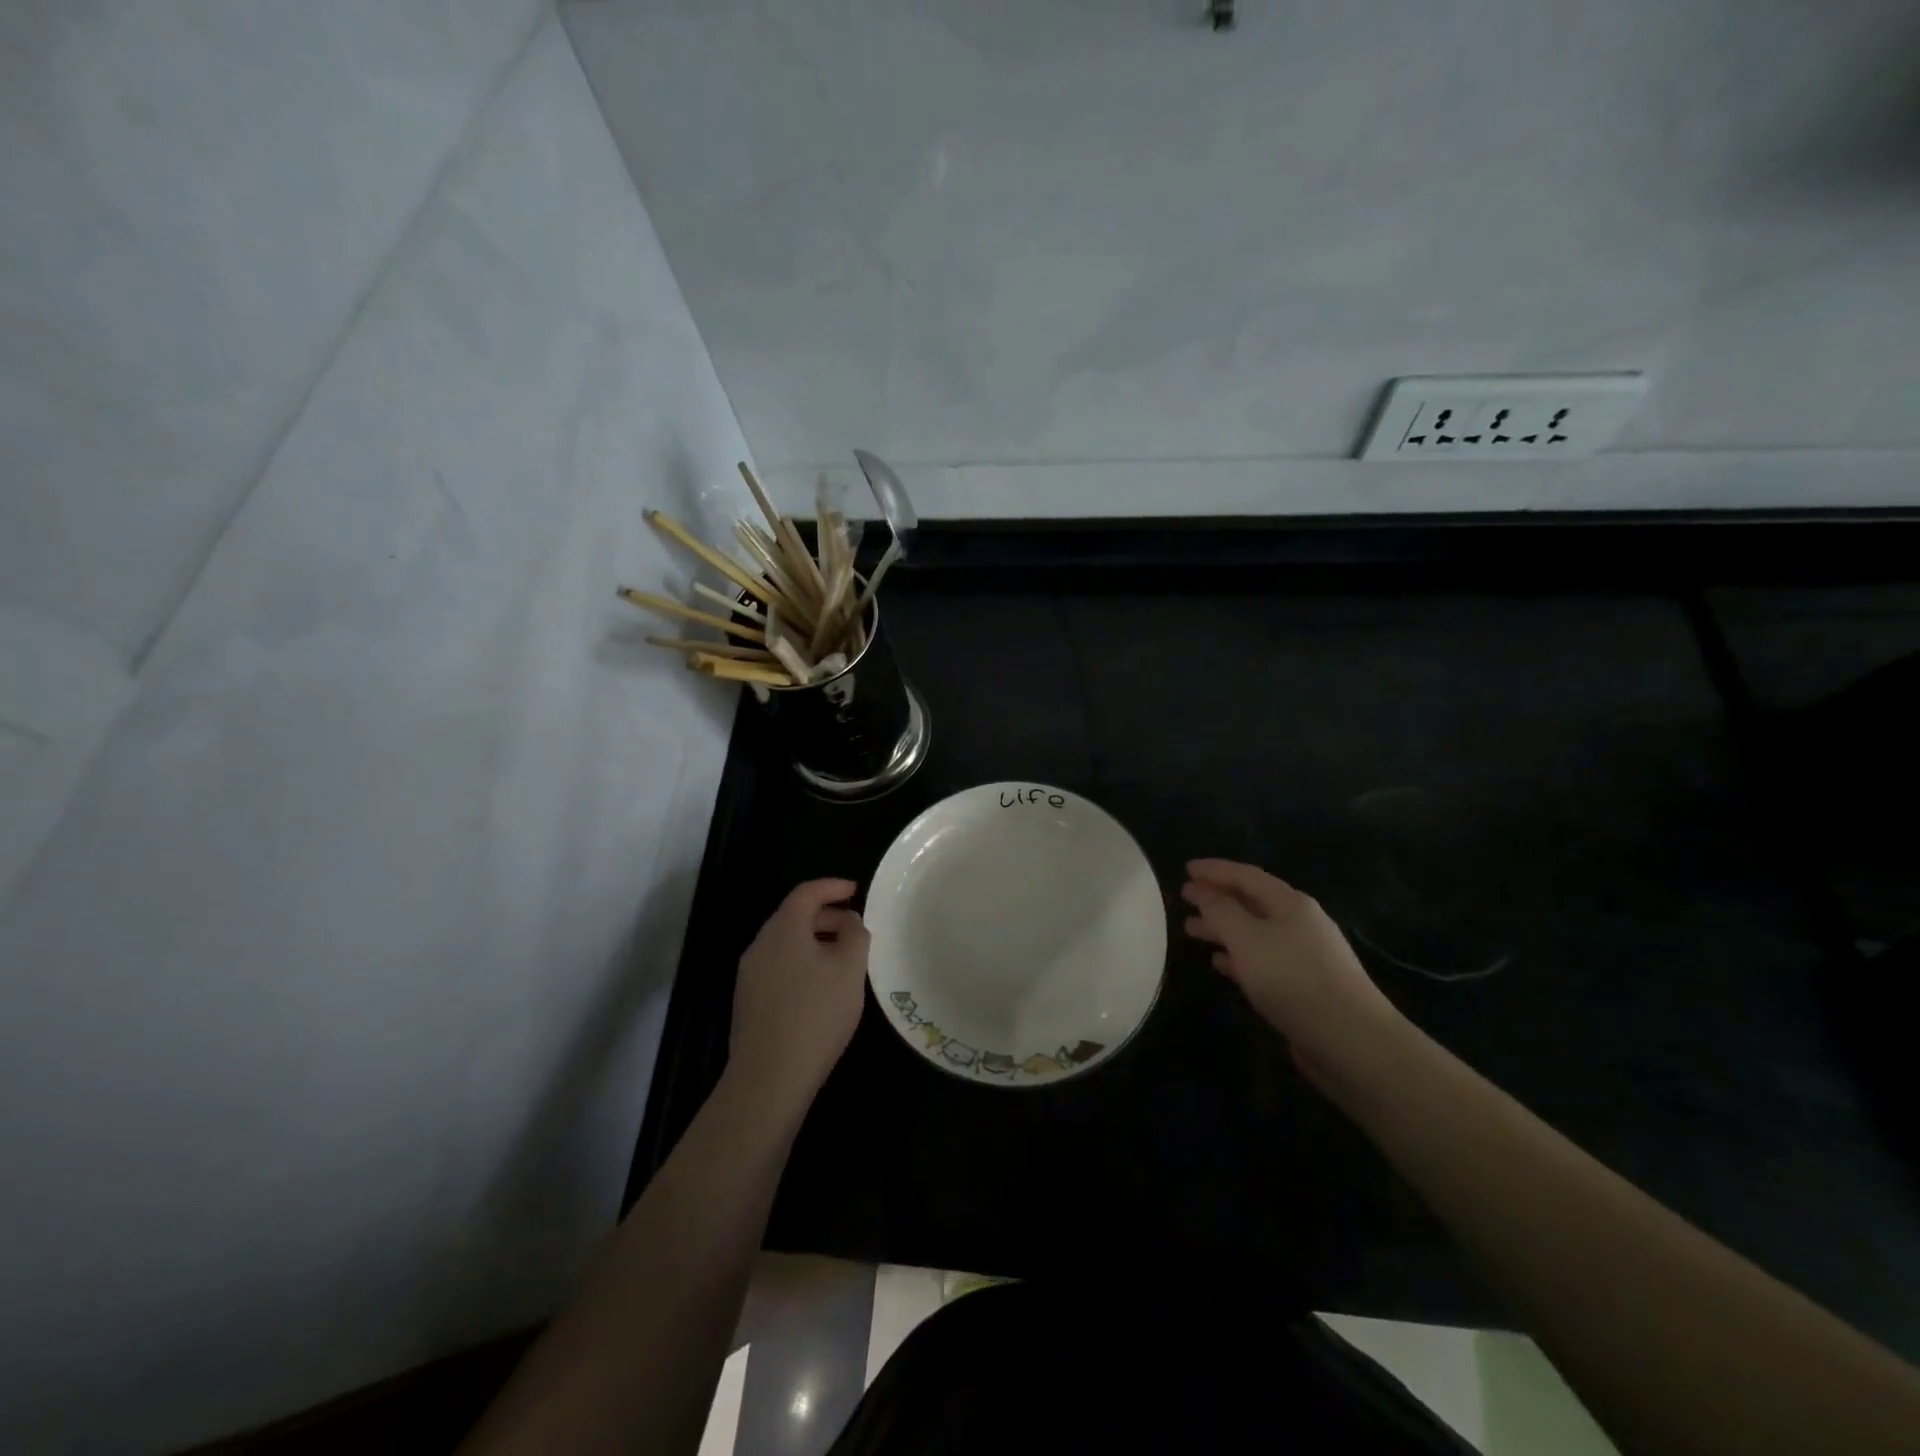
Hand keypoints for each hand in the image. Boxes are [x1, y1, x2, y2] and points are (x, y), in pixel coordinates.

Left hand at [728, 879, 870, 1109]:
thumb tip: (849, 921)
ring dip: (815, 941)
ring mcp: (750, 975)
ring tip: (843, 959)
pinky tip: (821, 988)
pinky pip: (778, 966)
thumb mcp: (850, 970)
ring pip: (785, 944)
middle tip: (855, 927)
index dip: (832, 887)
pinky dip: (802, 962)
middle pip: (793, 917)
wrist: (769, 1078)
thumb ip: (855, 936)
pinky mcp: (748, 1002)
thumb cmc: (816, 1014)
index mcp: (783, 930)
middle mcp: (760, 946)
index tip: (856, 891)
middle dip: (826, 916)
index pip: (806, 893)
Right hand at [1180, 859, 1409, 1093]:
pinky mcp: (1302, 987)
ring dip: (1223, 929)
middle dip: (1217, 898)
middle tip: (1184, 898)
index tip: (1186, 868)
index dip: (1215, 870)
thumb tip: (1204, 891)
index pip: (1246, 876)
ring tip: (1190, 930)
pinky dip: (1237, 957)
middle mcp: (1299, 924)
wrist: (1353, 1042)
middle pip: (1251, 903)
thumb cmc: (1294, 979)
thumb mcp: (1247, 939)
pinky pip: (1262, 961)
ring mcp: (1303, 956)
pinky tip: (1219, 963)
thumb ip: (1221, 911)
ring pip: (1254, 933)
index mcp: (1290, 904)